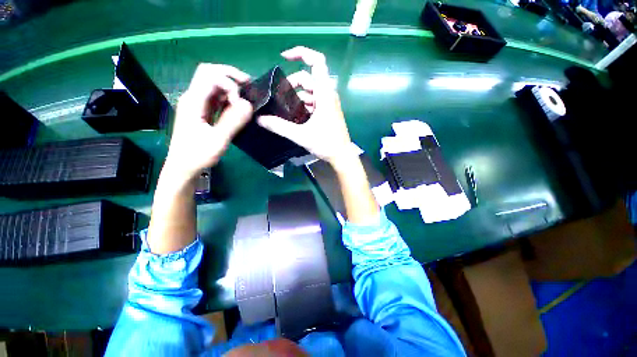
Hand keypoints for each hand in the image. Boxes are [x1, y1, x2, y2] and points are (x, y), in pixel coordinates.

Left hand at [166, 64, 252, 180]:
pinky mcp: (203, 111)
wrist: (184, 167)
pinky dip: (229, 97)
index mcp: (193, 101)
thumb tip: (249, 105)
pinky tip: (238, 105)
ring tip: (247, 96)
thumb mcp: (217, 140)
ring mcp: (198, 104)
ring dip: (231, 87)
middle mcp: (193, 98)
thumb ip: (232, 122)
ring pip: (214, 84)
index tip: (241, 103)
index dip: (229, 83)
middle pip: (210, 73)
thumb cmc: (198, 155)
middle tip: (249, 86)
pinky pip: (216, 97)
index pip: (210, 75)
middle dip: (231, 76)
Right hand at [257, 46, 353, 164]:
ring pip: (308, 92)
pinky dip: (301, 105)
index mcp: (325, 94)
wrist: (341, 156)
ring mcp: (327, 104)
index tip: (283, 57)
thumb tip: (260, 119)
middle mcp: (327, 95)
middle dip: (290, 85)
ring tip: (283, 110)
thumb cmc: (326, 144)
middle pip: (307, 79)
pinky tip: (293, 116)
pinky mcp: (326, 112)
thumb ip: (279, 127)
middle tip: (278, 99)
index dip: (301, 53)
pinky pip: (312, 102)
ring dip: (295, 98)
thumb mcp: (301, 135)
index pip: (317, 62)